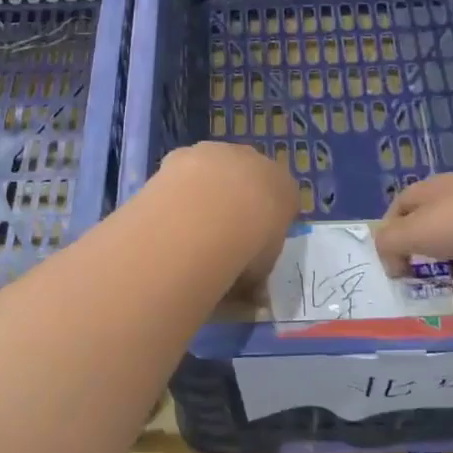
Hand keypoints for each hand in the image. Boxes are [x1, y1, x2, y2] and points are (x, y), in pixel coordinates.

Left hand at [156, 143, 300, 296]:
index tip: (253, 246)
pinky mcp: (186, 153)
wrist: (210, 213)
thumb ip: (256, 279)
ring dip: (205, 190)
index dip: (266, 223)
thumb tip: (254, 300)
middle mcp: (255, 161)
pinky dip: (178, 188)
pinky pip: (184, 171)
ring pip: (215, 170)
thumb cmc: (249, 246)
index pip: (282, 200)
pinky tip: (169, 212)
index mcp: (284, 187)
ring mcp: (219, 152)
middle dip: (236, 200)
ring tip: (189, 225)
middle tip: (219, 234)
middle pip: (248, 178)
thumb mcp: (260, 271)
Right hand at [374, 164, 452, 307]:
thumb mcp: (417, 229)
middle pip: (431, 240)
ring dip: (447, 289)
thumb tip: (390, 263)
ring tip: (432, 317)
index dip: (390, 234)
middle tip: (408, 298)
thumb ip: (391, 244)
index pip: (402, 210)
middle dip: (419, 268)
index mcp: (432, 195)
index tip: (386, 266)